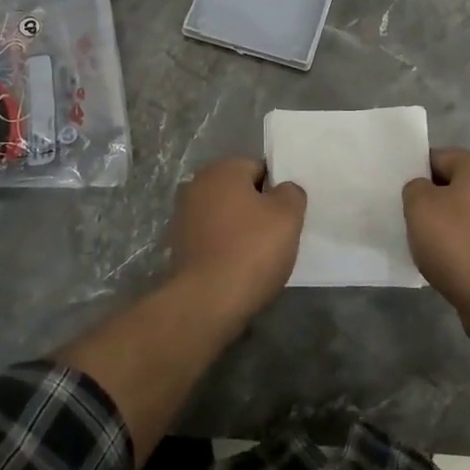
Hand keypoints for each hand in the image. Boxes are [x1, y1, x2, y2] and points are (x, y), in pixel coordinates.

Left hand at [168, 157, 306, 316]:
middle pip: (239, 192)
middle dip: (257, 209)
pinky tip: (237, 268)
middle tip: (277, 236)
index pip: (259, 168)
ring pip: (225, 216)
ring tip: (258, 256)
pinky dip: (224, 248)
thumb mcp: (288, 216)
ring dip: (240, 229)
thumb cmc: (251, 249)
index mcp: (222, 170)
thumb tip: (284, 190)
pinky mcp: (178, 246)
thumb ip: (291, 193)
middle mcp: (197, 185)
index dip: (276, 190)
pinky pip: (212, 239)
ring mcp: (183, 216)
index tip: (287, 215)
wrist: (206, 301)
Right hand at [403, 148, 469, 339]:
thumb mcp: (419, 205)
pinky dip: (458, 247)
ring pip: (463, 214)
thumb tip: (424, 191)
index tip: (399, 194)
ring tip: (423, 244)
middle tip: (408, 219)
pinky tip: (443, 262)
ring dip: (443, 226)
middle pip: (452, 186)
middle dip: (430, 201)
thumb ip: (414, 187)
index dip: (414, 173)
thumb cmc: (457, 241)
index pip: (438, 157)